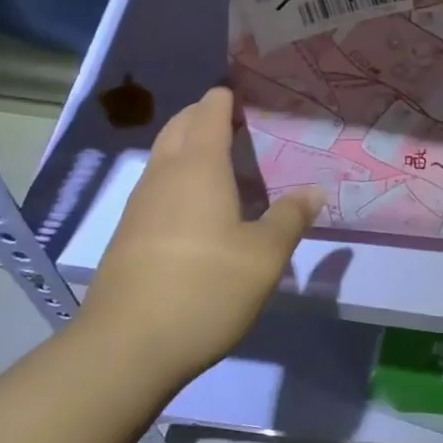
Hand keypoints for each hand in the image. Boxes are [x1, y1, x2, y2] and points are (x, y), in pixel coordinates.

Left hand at [80, 88, 322, 387]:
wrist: (127, 346)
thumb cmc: (205, 288)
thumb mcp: (264, 256)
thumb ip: (291, 217)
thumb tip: (315, 189)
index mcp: (199, 166)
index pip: (210, 110)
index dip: (228, 97)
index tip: (252, 96)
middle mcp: (164, 174)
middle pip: (181, 125)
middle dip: (206, 115)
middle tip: (242, 126)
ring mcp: (140, 204)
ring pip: (165, 155)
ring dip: (191, 147)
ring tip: (227, 164)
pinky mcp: (129, 234)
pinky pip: (158, 186)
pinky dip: (180, 178)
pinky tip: (201, 209)